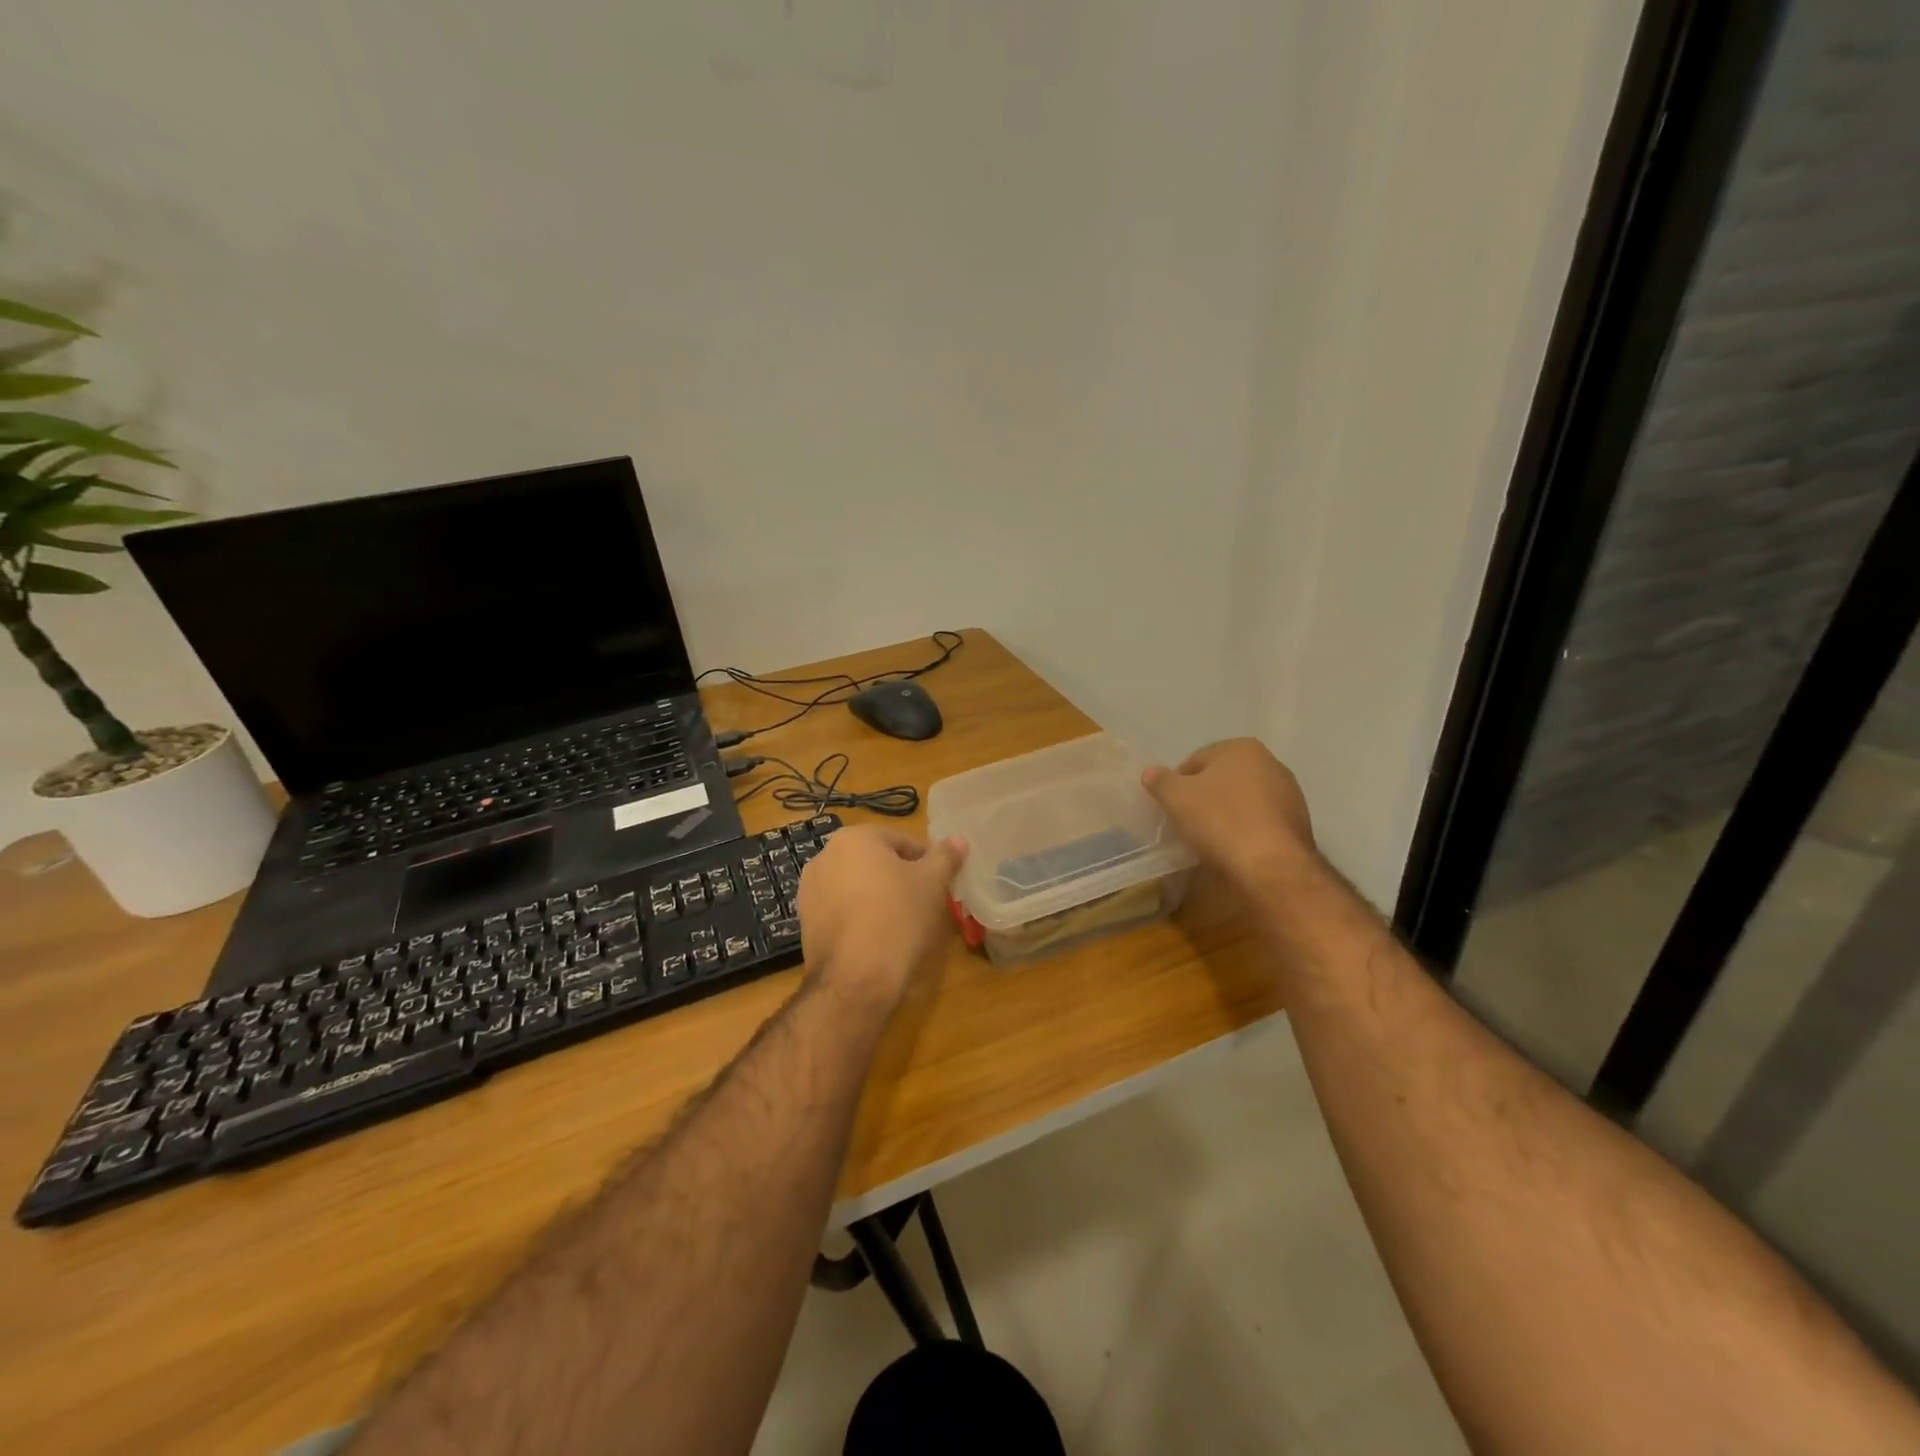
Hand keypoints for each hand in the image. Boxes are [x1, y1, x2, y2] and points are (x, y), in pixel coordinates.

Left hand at [797, 826, 967, 1009]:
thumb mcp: (931, 883)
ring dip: (877, 896)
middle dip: (899, 877)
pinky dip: (858, 915)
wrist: (854, 978)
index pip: (901, 841)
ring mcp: (810, 889)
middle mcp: (825, 856)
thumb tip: (958, 840)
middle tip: (921, 903)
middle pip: (876, 861)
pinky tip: (875, 937)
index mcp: (854, 837)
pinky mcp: (805, 920)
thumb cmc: (897, 918)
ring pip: (857, 885)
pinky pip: (841, 908)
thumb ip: (945, 856)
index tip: (938, 885)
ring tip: (899, 923)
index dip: (925, 862)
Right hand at [1143, 739, 1319, 895]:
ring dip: (1226, 814)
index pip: (1195, 760)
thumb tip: (1151, 772)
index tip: (1171, 808)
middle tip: (1186, 822)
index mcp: (1241, 748)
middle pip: (1222, 779)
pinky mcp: (1298, 823)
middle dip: (1204, 797)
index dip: (1177, 784)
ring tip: (1210, 839)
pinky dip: (1246, 830)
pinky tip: (1235, 849)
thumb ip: (1160, 781)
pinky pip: (1260, 821)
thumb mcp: (1176, 798)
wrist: (1272, 866)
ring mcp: (1289, 793)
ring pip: (1243, 800)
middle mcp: (1271, 762)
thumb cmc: (1220, 820)